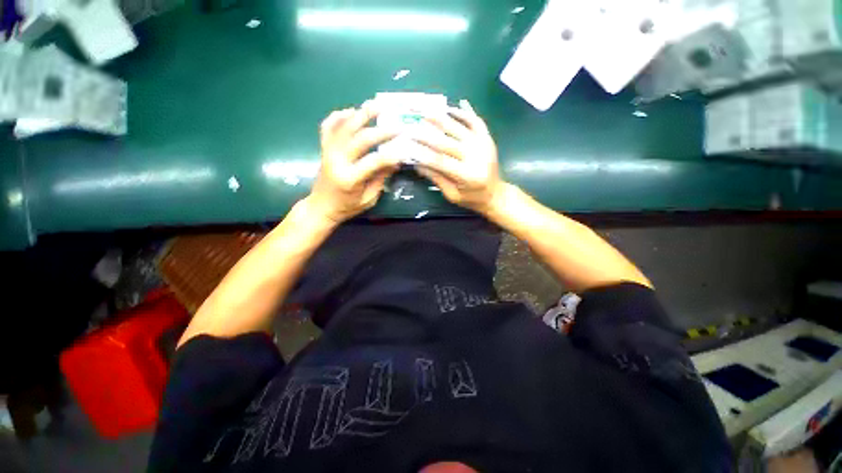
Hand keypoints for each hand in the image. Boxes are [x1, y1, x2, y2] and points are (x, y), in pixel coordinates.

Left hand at [307, 103, 399, 223]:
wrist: (321, 207)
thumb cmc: (347, 207)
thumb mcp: (369, 199)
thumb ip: (380, 179)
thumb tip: (394, 162)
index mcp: (350, 178)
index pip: (373, 161)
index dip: (390, 155)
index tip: (404, 149)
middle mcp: (337, 161)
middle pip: (360, 139)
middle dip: (381, 131)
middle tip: (397, 126)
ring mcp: (329, 152)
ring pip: (344, 127)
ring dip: (361, 115)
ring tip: (376, 105)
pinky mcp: (324, 149)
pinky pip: (328, 127)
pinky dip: (337, 116)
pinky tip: (350, 111)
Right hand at [410, 100, 504, 215]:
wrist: (495, 194)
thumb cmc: (471, 198)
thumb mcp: (452, 195)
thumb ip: (437, 178)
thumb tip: (417, 163)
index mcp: (468, 175)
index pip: (440, 161)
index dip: (423, 154)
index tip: (408, 147)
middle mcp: (477, 156)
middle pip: (447, 142)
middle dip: (426, 134)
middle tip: (410, 127)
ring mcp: (484, 144)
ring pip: (459, 127)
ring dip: (441, 118)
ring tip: (424, 111)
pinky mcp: (487, 138)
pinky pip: (475, 121)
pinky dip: (463, 112)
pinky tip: (450, 107)